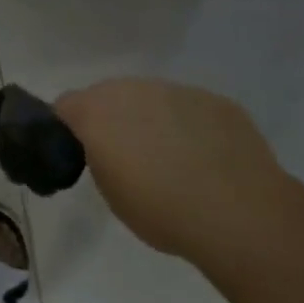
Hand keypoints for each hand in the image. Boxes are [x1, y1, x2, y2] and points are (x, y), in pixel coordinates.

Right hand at [54, 78, 286, 256]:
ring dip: (153, 120)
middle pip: (110, 96)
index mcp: (97, 111)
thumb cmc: (161, 210)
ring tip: (174, 160)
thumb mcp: (111, 192)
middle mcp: (132, 89)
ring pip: (153, 99)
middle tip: (129, 158)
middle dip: (113, 120)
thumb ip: (100, 158)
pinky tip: (208, 160)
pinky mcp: (215, 101)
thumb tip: (108, 150)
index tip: (81, 153)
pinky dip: (191, 127)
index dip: (69, 128)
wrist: (238, 213)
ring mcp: (176, 90)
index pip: (65, 106)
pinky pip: (191, 109)